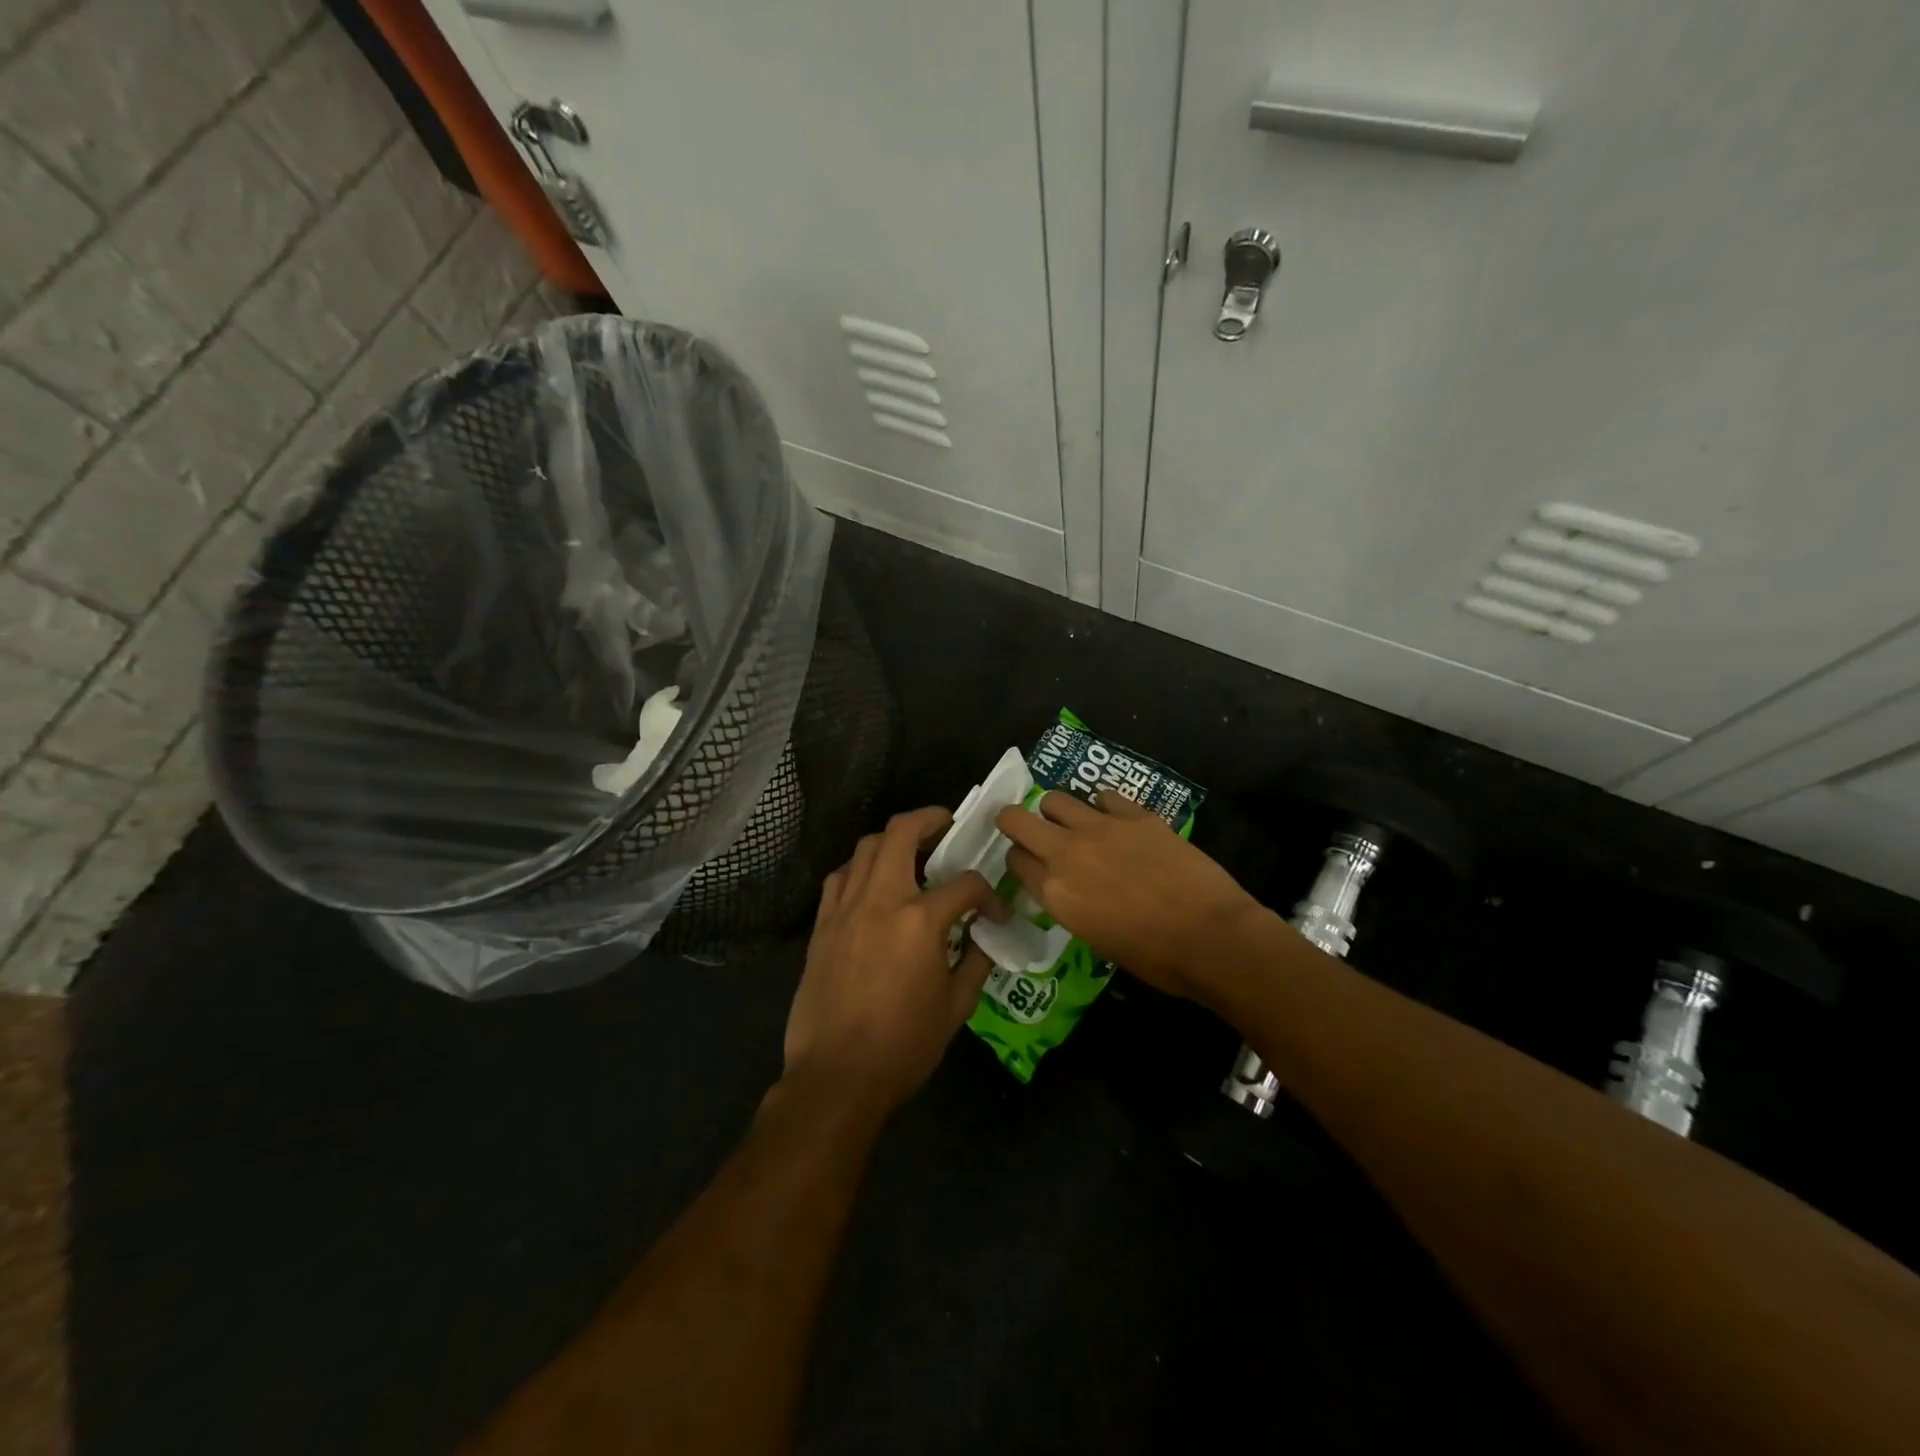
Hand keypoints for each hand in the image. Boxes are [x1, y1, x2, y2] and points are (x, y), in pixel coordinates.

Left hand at [784, 807, 1005, 1117]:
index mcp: (921, 920)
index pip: (966, 884)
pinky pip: (839, 877)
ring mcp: (846, 908)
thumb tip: (984, 936)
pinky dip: (859, 868)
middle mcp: (881, 899)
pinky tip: (871, 884)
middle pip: (902, 833)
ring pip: (866, 847)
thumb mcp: (956, 1008)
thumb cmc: (904, 1046)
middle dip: (929, 819)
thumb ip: (975, 962)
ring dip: (892, 840)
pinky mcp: (822, 924)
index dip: (988, 894)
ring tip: (910, 852)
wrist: (837, 1076)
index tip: (994, 912)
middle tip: (946, 825)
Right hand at [996, 790, 1264, 1000]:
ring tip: (1075, 824)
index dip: (1019, 862)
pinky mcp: (1135, 815)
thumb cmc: (1154, 957)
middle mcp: (1066, 852)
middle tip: (1028, 830)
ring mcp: (1101, 827)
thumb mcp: (1095, 938)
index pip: (1013, 861)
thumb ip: (1070, 905)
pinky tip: (1117, 820)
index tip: (1029, 866)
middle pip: (1016, 819)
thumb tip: (1070, 889)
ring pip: (1055, 799)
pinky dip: (1104, 806)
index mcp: (1054, 892)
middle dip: (1015, 822)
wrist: (1211, 936)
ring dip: (1057, 811)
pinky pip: (1104, 796)